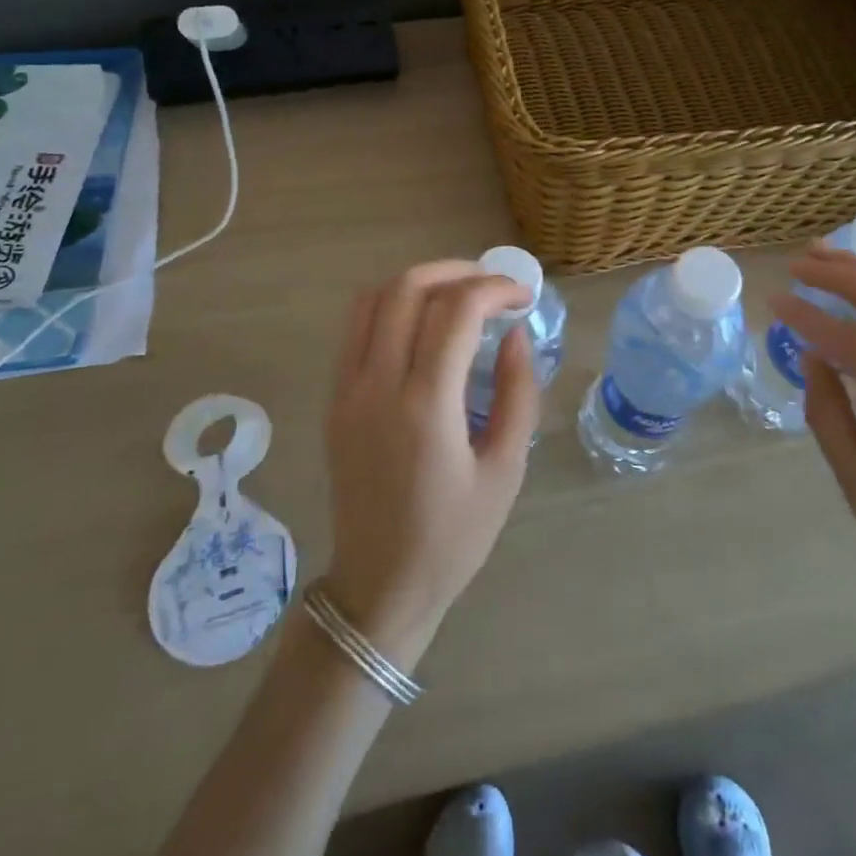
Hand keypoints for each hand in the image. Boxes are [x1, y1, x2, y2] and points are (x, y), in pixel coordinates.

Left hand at [320, 261, 541, 669]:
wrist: (380, 585)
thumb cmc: (453, 537)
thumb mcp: (506, 470)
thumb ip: (517, 393)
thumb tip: (514, 334)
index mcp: (425, 406)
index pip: (455, 311)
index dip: (494, 288)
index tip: (522, 296)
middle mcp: (377, 385)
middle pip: (407, 288)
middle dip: (456, 271)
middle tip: (492, 285)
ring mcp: (346, 389)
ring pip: (372, 299)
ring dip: (418, 281)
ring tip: (458, 294)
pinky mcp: (333, 398)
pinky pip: (356, 328)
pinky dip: (390, 305)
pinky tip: (422, 323)